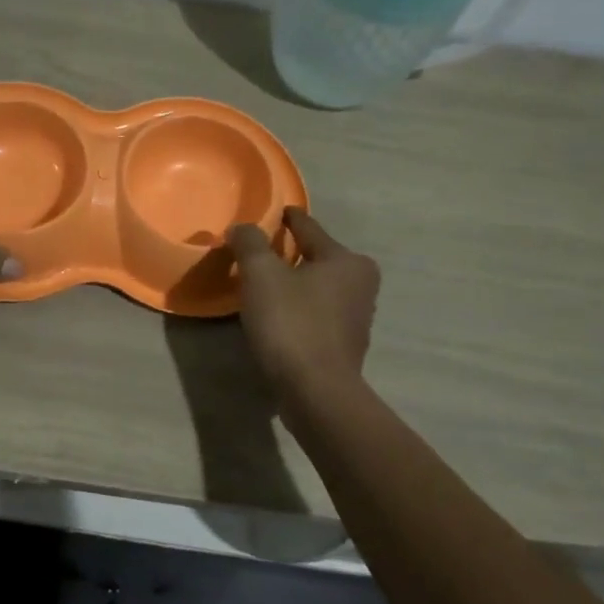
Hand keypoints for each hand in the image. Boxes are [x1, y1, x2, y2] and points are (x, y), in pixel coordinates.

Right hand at [228, 208, 380, 396]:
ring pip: (318, 288)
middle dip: (292, 254)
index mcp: (348, 261)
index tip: (277, 211)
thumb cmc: (291, 323)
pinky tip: (277, 316)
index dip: (289, 218)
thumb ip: (250, 243)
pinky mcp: (344, 347)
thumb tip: (242, 228)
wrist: (315, 392)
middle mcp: (361, 285)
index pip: (310, 229)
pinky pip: (316, 315)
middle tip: (262, 251)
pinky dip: (298, 310)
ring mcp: (357, 319)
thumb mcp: (261, 274)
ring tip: (265, 283)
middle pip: (317, 258)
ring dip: (295, 284)